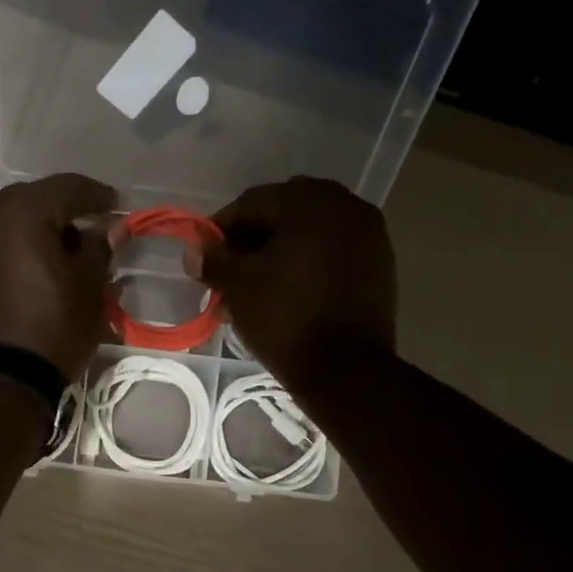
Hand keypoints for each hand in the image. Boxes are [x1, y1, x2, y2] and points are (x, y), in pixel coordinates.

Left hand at [0, 173, 117, 381]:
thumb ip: (99, 249)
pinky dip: (11, 251)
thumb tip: (109, 228)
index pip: (68, 188)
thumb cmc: (53, 330)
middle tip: (86, 231)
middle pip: (32, 200)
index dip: (97, 196)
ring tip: (56, 254)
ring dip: (33, 231)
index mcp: (23, 212)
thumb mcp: (89, 290)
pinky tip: (27, 272)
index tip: (115, 207)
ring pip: (7, 223)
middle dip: (61, 212)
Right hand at [194, 177, 397, 387]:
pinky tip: (286, 295)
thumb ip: (213, 260)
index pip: (252, 202)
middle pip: (284, 214)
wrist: (345, 369)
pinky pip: (332, 254)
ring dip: (278, 255)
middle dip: (252, 242)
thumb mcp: (239, 287)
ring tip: (254, 290)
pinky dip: (306, 267)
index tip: (204, 257)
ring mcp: (369, 235)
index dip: (221, 229)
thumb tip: (194, 250)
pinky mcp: (379, 266)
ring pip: (309, 235)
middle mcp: (345, 206)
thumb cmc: (285, 319)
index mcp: (310, 202)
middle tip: (229, 274)